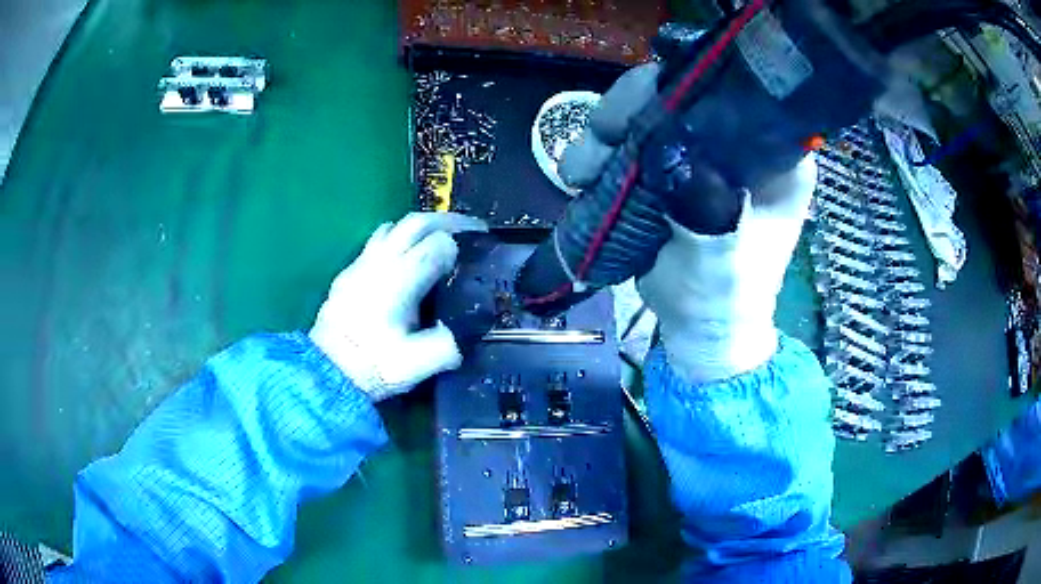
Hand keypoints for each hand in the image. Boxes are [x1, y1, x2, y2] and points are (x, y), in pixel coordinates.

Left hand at [310, 212, 487, 400]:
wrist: (327, 370)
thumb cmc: (372, 365)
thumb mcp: (417, 365)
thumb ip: (448, 346)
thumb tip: (462, 331)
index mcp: (400, 280)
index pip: (437, 244)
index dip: (460, 245)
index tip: (475, 253)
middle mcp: (380, 262)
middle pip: (416, 223)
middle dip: (448, 221)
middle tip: (471, 229)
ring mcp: (362, 263)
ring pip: (395, 226)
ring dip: (422, 226)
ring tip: (441, 238)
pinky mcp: (350, 271)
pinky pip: (378, 239)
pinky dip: (400, 237)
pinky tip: (407, 257)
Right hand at [560, 62, 816, 382]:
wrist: (701, 328)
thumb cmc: (725, 297)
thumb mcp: (724, 259)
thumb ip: (708, 210)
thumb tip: (670, 153)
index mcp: (772, 156)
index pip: (730, 94)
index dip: (682, 89)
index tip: (640, 108)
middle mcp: (737, 144)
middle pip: (678, 97)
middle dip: (631, 109)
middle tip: (599, 135)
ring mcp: (698, 155)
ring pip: (647, 117)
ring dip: (604, 135)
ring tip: (579, 172)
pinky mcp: (668, 172)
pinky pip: (630, 144)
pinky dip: (601, 154)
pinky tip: (582, 177)